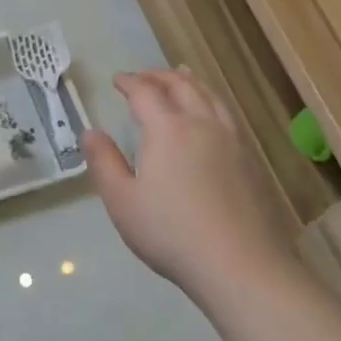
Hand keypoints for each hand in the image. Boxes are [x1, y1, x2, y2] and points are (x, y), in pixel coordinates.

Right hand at [82, 68, 302, 296]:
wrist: (239, 264)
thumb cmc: (170, 232)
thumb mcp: (122, 201)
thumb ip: (104, 162)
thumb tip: (90, 132)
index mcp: (168, 130)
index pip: (146, 93)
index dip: (130, 82)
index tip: (117, 79)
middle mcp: (202, 125)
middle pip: (182, 87)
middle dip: (159, 76)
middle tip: (144, 76)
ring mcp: (232, 141)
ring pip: (211, 97)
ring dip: (190, 83)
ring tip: (181, 78)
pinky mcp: (250, 161)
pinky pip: (227, 115)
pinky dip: (211, 101)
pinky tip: (210, 116)